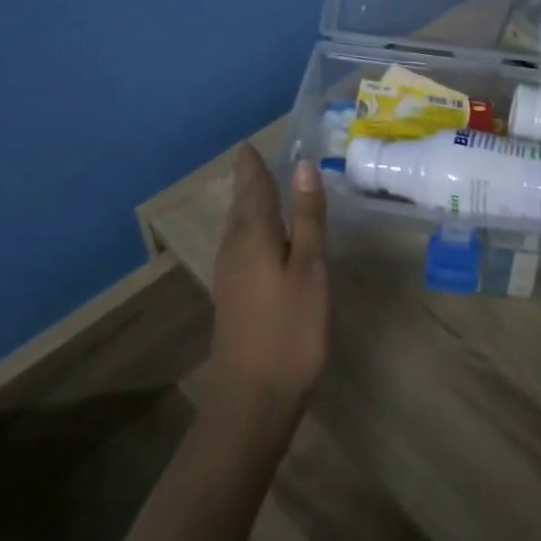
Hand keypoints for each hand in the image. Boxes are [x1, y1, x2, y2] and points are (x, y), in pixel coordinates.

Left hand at [205, 147, 329, 446]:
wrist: (253, 398)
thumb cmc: (291, 328)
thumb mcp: (310, 268)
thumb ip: (307, 217)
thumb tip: (302, 165)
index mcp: (253, 234)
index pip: (252, 185)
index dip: (253, 163)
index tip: (253, 142)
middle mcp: (234, 248)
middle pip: (241, 204)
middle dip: (250, 180)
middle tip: (261, 158)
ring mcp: (230, 274)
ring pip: (239, 226)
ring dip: (251, 204)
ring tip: (266, 187)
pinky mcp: (234, 296)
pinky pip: (241, 245)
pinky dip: (253, 228)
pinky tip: (266, 238)